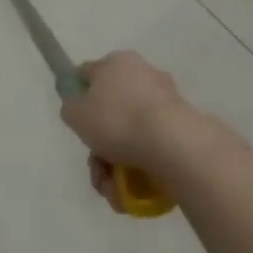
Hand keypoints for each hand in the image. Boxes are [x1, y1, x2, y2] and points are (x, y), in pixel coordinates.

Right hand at [61, 51, 189, 194]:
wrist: (174, 145)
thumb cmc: (118, 121)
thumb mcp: (75, 114)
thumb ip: (71, 107)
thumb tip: (78, 107)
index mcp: (117, 62)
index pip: (89, 75)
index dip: (78, 99)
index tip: (78, 125)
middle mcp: (142, 74)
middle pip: (111, 109)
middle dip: (100, 142)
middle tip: (96, 166)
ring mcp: (165, 101)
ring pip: (131, 132)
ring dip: (117, 161)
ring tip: (112, 188)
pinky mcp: (182, 128)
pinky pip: (153, 145)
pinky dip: (141, 167)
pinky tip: (132, 190)